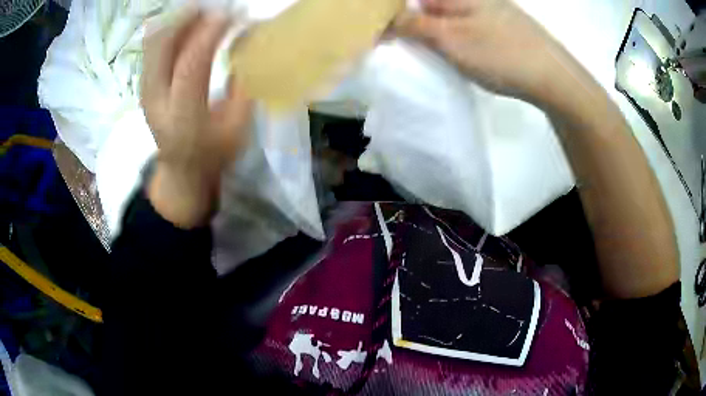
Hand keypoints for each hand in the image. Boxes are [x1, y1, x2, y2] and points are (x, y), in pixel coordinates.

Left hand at [142, 12, 251, 227]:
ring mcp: (145, 91)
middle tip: (212, 7)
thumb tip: (248, 44)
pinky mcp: (143, 85)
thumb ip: (242, 87)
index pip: (190, 65)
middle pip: (162, 46)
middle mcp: (156, 101)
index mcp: (183, 118)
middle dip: (187, 18)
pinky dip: (168, 29)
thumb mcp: (237, 129)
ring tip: (202, 12)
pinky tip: (187, 25)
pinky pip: (152, 48)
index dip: (209, 34)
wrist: (180, 169)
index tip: (230, 14)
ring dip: (177, 21)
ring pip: (153, 43)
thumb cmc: (213, 151)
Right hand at [394, 0, 574, 105]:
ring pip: (448, 16)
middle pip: (430, 5)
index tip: (380, 34)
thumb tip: (386, 19)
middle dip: (411, 22)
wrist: (554, 77)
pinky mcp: (500, 25)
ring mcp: (489, 10)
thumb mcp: (451, 40)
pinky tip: (456, 51)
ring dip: (432, 30)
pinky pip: (466, 25)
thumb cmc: (501, 54)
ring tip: (427, 51)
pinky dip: (453, 36)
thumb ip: (414, 26)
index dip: (392, 13)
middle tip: (401, 45)